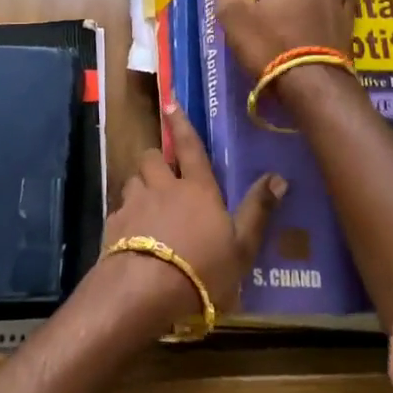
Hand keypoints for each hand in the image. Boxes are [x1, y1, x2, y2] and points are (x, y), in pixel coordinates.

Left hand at [101, 106, 283, 324]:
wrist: (145, 291)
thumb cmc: (203, 269)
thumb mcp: (242, 247)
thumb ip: (258, 211)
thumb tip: (279, 178)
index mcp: (197, 189)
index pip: (190, 147)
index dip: (181, 123)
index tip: (169, 102)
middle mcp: (163, 188)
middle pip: (153, 158)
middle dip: (156, 160)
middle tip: (163, 173)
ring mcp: (134, 204)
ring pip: (133, 180)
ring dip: (140, 186)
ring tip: (147, 204)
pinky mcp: (113, 225)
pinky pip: (119, 210)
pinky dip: (126, 216)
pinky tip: (131, 235)